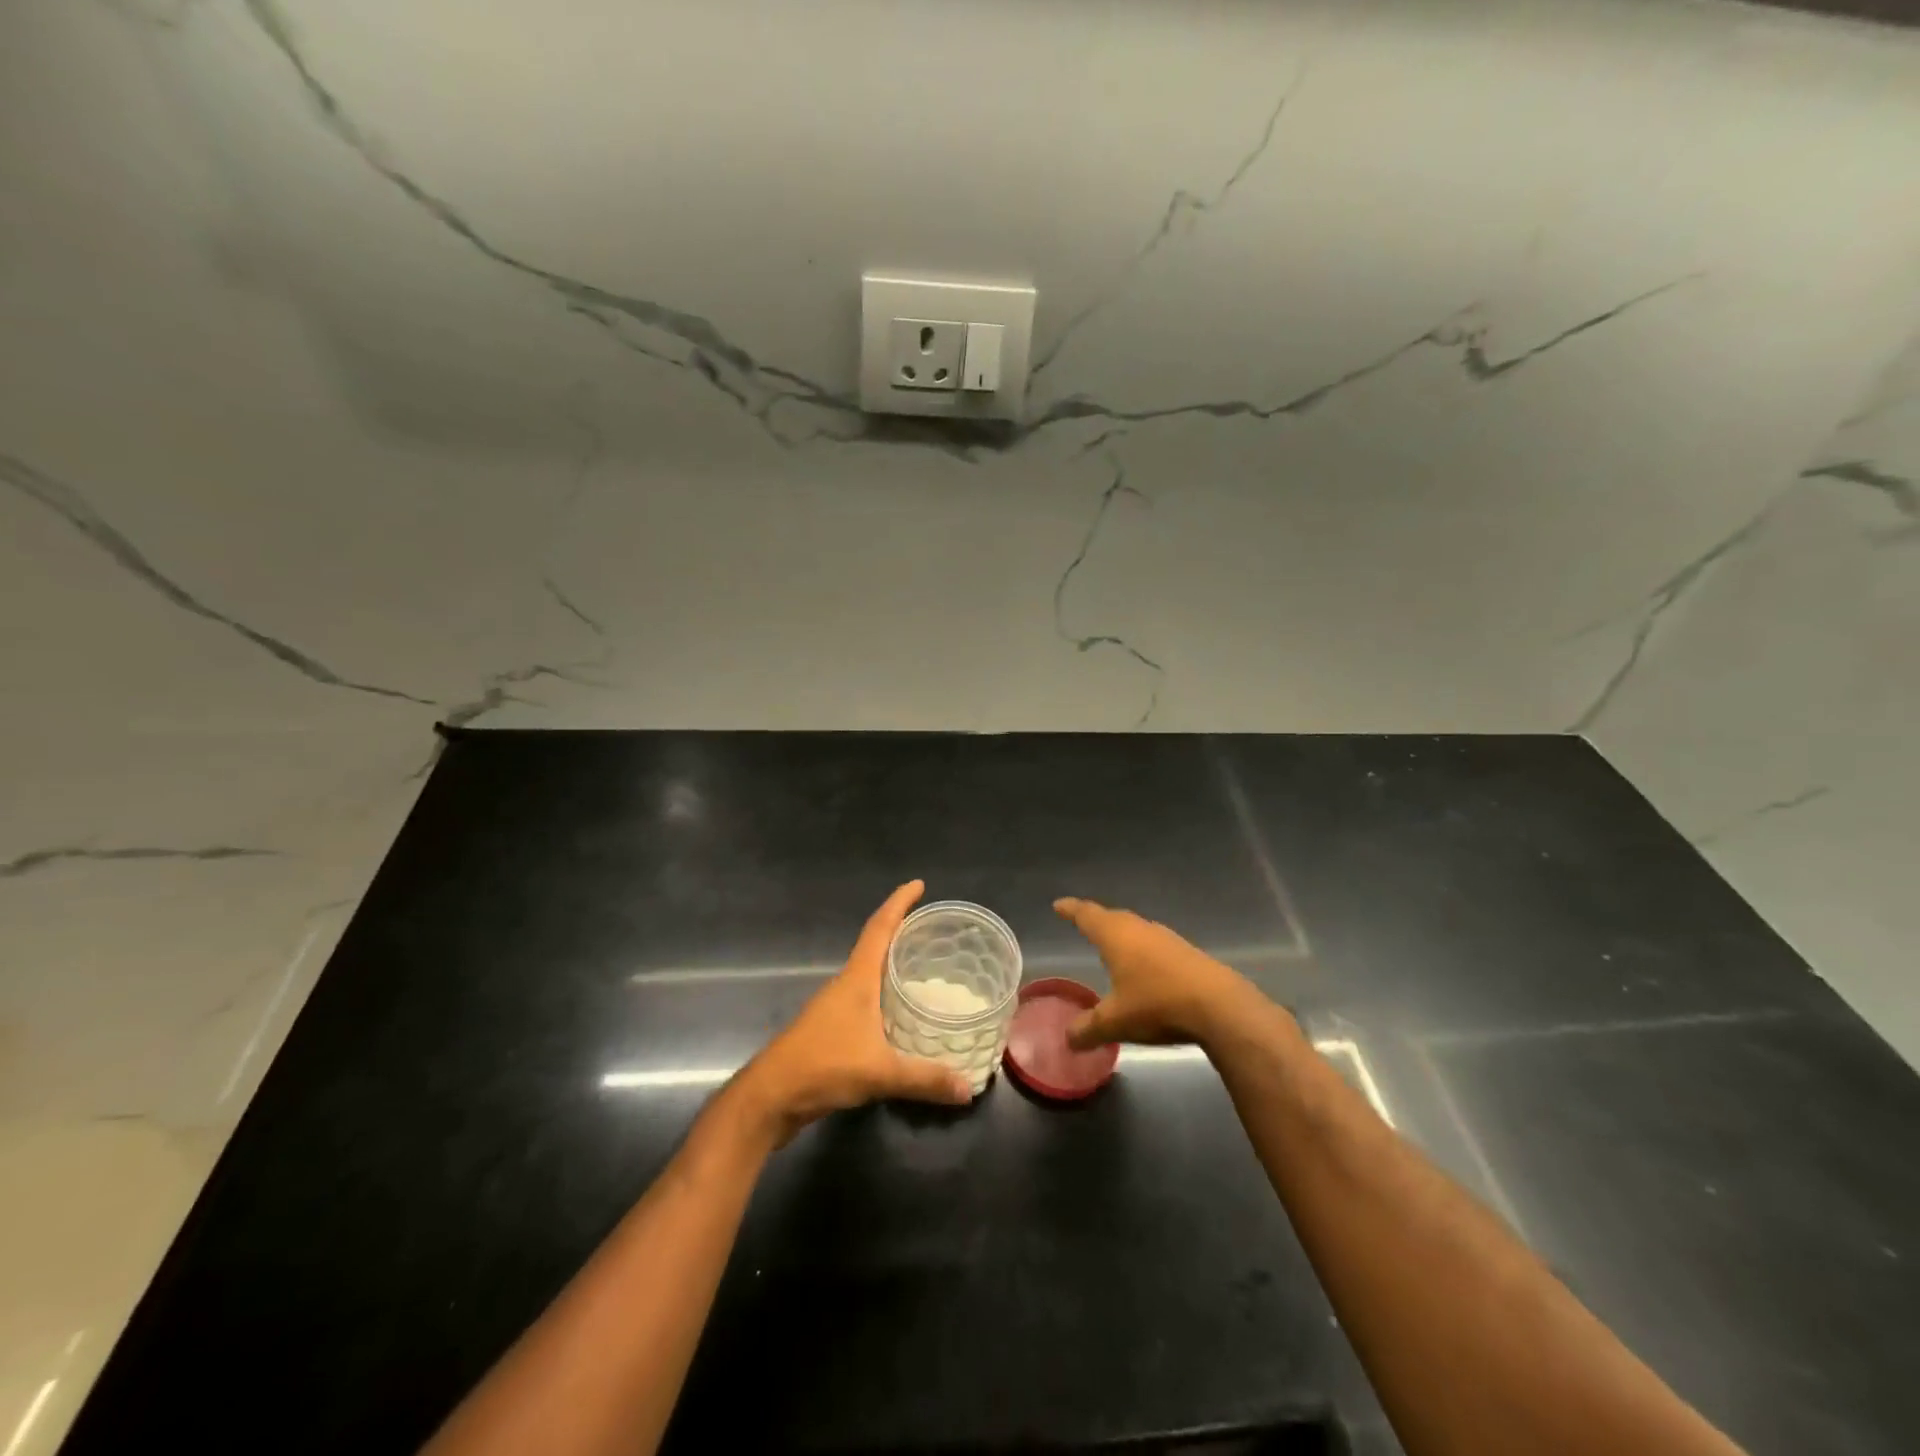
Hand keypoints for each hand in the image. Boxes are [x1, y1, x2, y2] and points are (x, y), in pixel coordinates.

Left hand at [732, 881, 972, 1145]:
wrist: (769, 1098)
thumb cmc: (822, 1067)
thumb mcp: (879, 1072)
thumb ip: (925, 1078)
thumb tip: (970, 1088)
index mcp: (856, 979)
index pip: (879, 928)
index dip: (898, 903)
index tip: (918, 884)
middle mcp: (845, 985)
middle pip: (875, 946)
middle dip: (901, 932)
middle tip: (934, 930)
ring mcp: (835, 1008)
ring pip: (870, 975)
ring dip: (893, 966)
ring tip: (926, 968)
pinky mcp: (831, 1031)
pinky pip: (866, 1001)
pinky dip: (886, 997)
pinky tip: (902, 1015)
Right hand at [1053, 897, 1251, 1051]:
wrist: (1219, 1006)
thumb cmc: (1157, 1004)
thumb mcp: (1115, 1022)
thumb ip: (1088, 1028)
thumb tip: (1067, 1038)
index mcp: (1116, 936)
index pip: (1087, 915)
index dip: (1071, 910)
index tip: (1059, 905)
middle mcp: (1140, 929)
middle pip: (1113, 918)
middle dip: (1097, 921)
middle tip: (1084, 924)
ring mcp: (1167, 939)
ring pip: (1137, 930)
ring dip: (1123, 936)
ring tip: (1114, 946)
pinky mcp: (1188, 954)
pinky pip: (1156, 945)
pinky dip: (1144, 951)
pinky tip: (1146, 969)